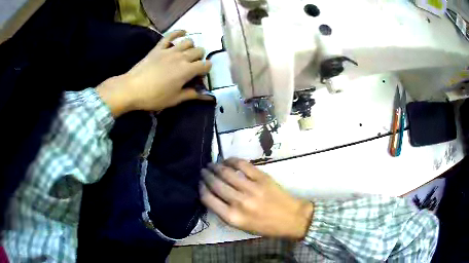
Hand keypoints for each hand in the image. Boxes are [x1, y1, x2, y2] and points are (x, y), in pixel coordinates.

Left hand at [97, 30, 211, 116]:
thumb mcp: (174, 100)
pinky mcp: (159, 47)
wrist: (131, 89)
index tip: (200, 76)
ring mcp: (170, 50)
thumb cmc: (153, 97)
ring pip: (188, 41)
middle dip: (200, 58)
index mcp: (187, 71)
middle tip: (193, 66)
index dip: (206, 70)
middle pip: (199, 51)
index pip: (206, 65)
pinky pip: (170, 35)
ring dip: (191, 47)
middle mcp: (181, 57)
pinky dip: (178, 32)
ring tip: (187, 53)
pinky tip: (183, 33)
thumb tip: (203, 94)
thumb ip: (190, 94)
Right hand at [200, 158, 313, 239]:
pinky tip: (227, 160)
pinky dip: (232, 161)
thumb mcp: (242, 227)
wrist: (291, 218)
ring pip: (226, 173)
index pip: (208, 199)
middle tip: (203, 171)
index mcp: (232, 217)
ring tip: (211, 164)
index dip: (201, 189)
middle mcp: (239, 202)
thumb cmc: (266, 226)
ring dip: (216, 167)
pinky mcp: (262, 178)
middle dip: (206, 176)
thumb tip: (213, 196)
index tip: (199, 183)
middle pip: (215, 184)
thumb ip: (225, 213)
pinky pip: (243, 165)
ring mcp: (251, 188)